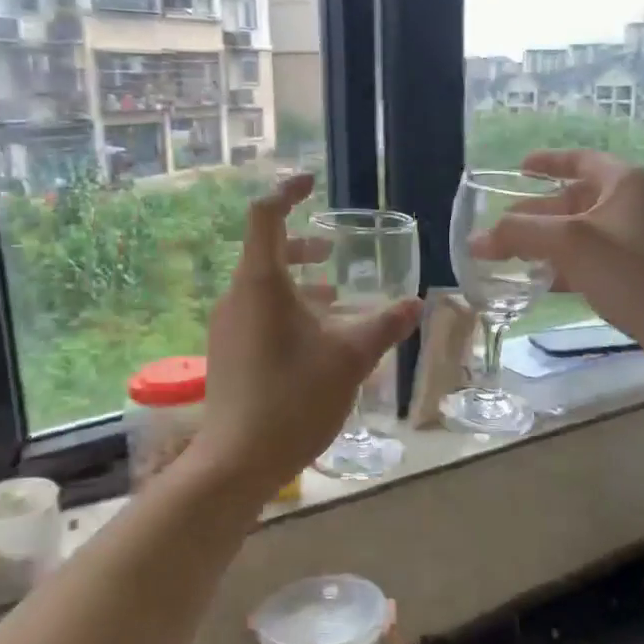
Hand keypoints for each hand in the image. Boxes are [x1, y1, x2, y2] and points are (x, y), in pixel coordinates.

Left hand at [194, 175, 420, 489]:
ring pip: (263, 286)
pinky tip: (317, 338)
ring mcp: (228, 326)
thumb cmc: (294, 397)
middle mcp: (237, 296)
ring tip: (336, 297)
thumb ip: (384, 325)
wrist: (238, 459)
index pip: (265, 215)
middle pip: (265, 251)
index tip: (312, 184)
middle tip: (335, 252)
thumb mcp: (350, 358)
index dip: (288, 191)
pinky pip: (258, 313)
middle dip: (302, 246)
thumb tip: (416, 304)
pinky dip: (288, 310)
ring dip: (299, 283)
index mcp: (261, 283)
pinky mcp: (228, 352)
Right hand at [469, 150, 643, 361]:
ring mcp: (641, 240)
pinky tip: (541, 281)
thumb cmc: (632, 271)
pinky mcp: (641, 273)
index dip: (548, 161)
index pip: (580, 160)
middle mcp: (636, 204)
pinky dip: (567, 266)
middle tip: (503, 225)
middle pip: (577, 199)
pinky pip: (595, 260)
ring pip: (584, 233)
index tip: (519, 168)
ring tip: (512, 254)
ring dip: (549, 242)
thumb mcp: (570, 243)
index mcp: (626, 182)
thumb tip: (475, 240)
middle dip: (538, 211)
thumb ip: (519, 234)